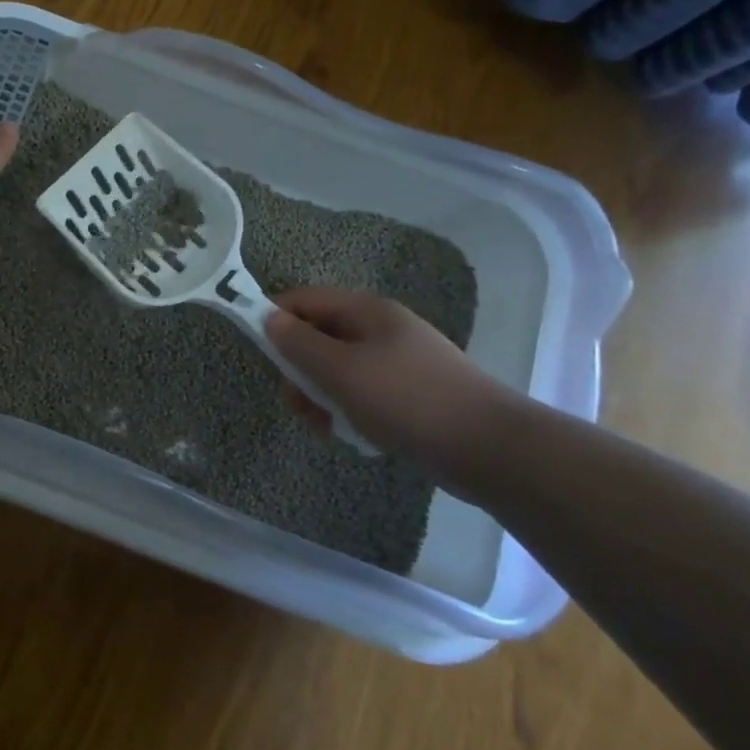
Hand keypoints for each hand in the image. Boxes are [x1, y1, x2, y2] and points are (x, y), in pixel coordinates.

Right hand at [265, 288, 522, 466]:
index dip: (276, 319)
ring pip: (337, 370)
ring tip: (326, 427)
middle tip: (298, 405)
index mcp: (366, 311)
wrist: (490, 449)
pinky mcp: (408, 393)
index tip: (260, 353)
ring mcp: (397, 361)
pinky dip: (349, 411)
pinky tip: (355, 435)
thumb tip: (268, 318)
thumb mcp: (342, 371)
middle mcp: (380, 329)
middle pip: (318, 337)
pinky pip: (361, 393)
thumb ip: (299, 344)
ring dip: (321, 397)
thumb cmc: (407, 400)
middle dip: (299, 371)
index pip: (304, 300)